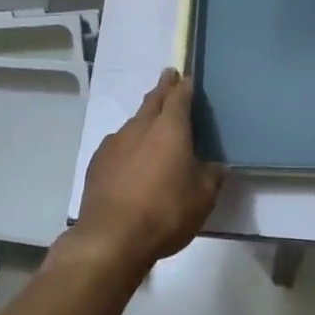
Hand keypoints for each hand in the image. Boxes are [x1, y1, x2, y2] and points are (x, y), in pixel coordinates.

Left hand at [67, 69, 221, 271]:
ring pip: (134, 121)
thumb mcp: (203, 197)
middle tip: (168, 76)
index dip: (184, 86)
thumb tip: (217, 165)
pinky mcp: (97, 162)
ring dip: (144, 118)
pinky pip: (117, 144)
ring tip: (152, 126)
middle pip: (153, 99)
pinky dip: (128, 144)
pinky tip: (130, 159)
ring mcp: (115, 142)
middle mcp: (141, 126)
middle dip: (163, 87)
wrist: (112, 237)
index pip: (179, 96)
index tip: (186, 77)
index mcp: (170, 127)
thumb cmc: (165, 212)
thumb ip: (212, 176)